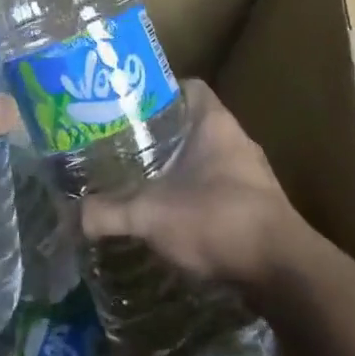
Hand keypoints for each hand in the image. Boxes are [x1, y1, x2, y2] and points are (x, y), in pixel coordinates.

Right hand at [79, 79, 304, 289]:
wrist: (281, 268)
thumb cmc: (217, 219)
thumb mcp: (152, 215)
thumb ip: (110, 212)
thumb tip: (73, 215)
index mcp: (214, 122)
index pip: (188, 87)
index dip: (159, 93)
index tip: (129, 109)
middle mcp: (237, 138)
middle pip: (194, 122)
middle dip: (163, 135)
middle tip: (127, 147)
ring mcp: (251, 172)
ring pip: (208, 156)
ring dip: (182, 166)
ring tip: (145, 180)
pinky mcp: (258, 203)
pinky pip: (221, 185)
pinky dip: (198, 194)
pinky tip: (175, 214)